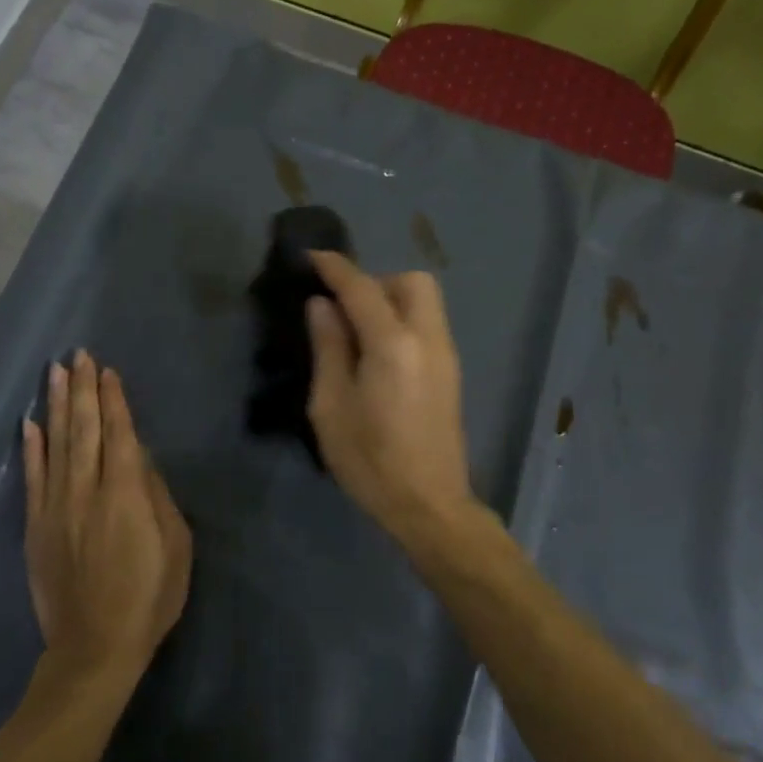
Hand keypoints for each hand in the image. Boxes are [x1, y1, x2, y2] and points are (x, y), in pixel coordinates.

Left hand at [22, 351, 192, 683]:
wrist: (94, 648)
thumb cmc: (148, 598)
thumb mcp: (176, 548)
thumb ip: (158, 498)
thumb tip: (140, 461)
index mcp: (125, 494)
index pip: (118, 433)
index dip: (113, 400)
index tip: (107, 370)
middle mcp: (86, 490)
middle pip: (83, 429)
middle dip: (82, 389)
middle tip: (77, 355)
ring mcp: (55, 507)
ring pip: (55, 444)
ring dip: (56, 405)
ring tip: (55, 373)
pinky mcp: (35, 527)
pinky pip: (32, 478)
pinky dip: (30, 448)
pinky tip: (29, 423)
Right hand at [305, 252, 476, 546]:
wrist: (430, 504)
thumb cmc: (370, 461)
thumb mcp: (331, 407)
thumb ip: (328, 348)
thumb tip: (322, 306)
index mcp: (393, 345)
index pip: (362, 288)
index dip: (335, 267)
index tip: (311, 257)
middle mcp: (428, 338)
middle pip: (410, 281)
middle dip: (374, 281)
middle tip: (342, 309)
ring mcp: (446, 354)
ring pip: (425, 301)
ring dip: (391, 299)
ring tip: (357, 332)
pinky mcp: (451, 372)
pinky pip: (428, 324)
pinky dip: (403, 320)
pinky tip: (378, 353)